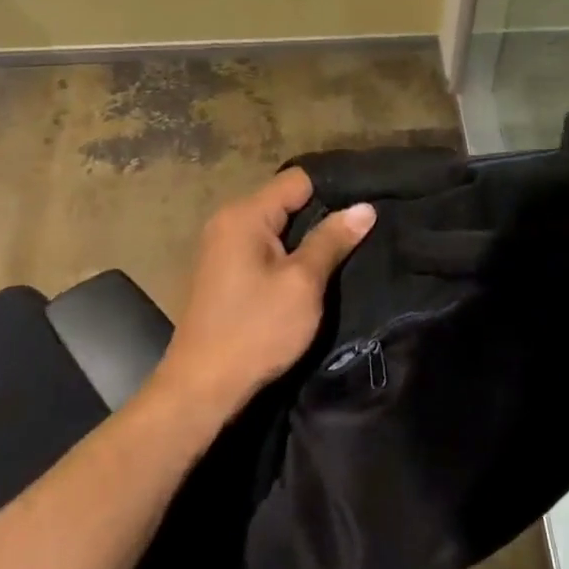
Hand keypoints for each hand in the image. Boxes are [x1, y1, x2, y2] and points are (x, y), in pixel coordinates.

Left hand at [156, 168, 375, 418]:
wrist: (201, 388)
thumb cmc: (256, 330)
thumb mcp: (303, 284)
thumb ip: (332, 240)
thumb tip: (365, 207)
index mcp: (245, 215)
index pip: (297, 180)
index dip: (334, 188)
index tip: (367, 204)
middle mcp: (229, 221)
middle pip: (286, 200)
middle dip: (323, 213)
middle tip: (363, 228)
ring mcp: (222, 246)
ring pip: (277, 226)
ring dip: (307, 236)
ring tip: (347, 246)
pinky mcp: (224, 271)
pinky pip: (264, 247)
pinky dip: (288, 253)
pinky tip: (313, 269)